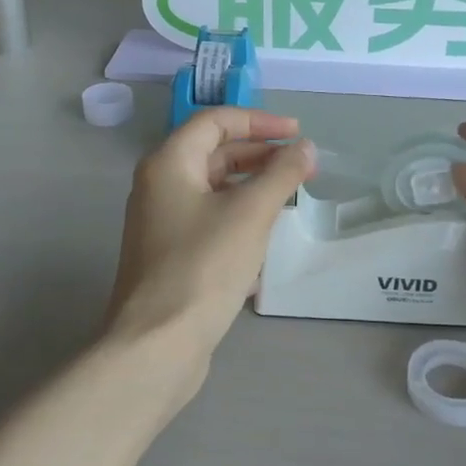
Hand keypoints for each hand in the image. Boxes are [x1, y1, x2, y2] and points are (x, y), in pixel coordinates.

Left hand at [105, 108, 314, 380]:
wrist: (159, 343)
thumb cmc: (204, 266)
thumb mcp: (250, 214)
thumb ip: (281, 175)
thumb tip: (306, 148)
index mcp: (169, 163)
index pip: (215, 122)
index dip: (259, 121)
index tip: (298, 134)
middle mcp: (159, 186)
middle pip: (213, 153)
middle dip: (260, 155)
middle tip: (301, 167)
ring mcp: (161, 222)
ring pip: (212, 189)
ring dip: (252, 187)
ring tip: (290, 197)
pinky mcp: (170, 254)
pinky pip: (208, 220)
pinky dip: (238, 217)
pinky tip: (265, 237)